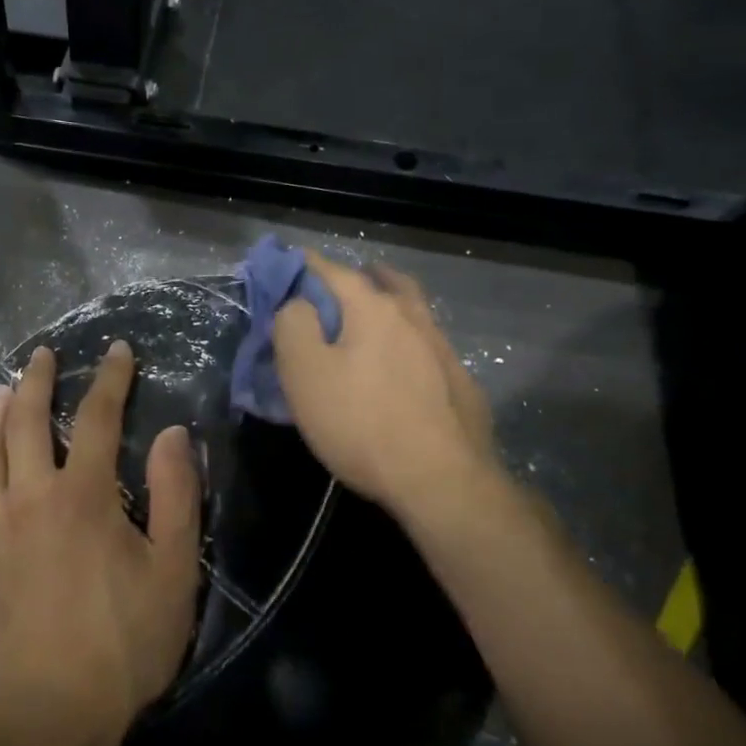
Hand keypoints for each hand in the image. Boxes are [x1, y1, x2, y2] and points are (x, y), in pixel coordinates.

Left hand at [0, 341, 201, 745]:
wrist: (51, 715)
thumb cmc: (124, 643)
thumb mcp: (174, 570)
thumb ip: (176, 495)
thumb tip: (172, 434)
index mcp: (83, 494)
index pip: (96, 417)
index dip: (109, 379)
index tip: (116, 351)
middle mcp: (30, 496)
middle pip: (24, 420)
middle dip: (35, 380)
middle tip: (41, 356)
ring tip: (0, 389)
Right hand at [272, 251, 504, 519]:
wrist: (442, 481)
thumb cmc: (361, 422)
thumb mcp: (304, 373)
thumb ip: (293, 325)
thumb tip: (297, 303)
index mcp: (372, 308)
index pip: (332, 270)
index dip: (303, 264)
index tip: (285, 264)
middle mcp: (412, 317)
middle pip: (385, 282)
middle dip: (359, 276)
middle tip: (338, 286)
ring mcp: (442, 349)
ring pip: (412, 312)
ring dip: (389, 305)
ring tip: (370, 320)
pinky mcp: (460, 383)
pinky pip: (428, 346)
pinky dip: (409, 342)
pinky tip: (402, 366)